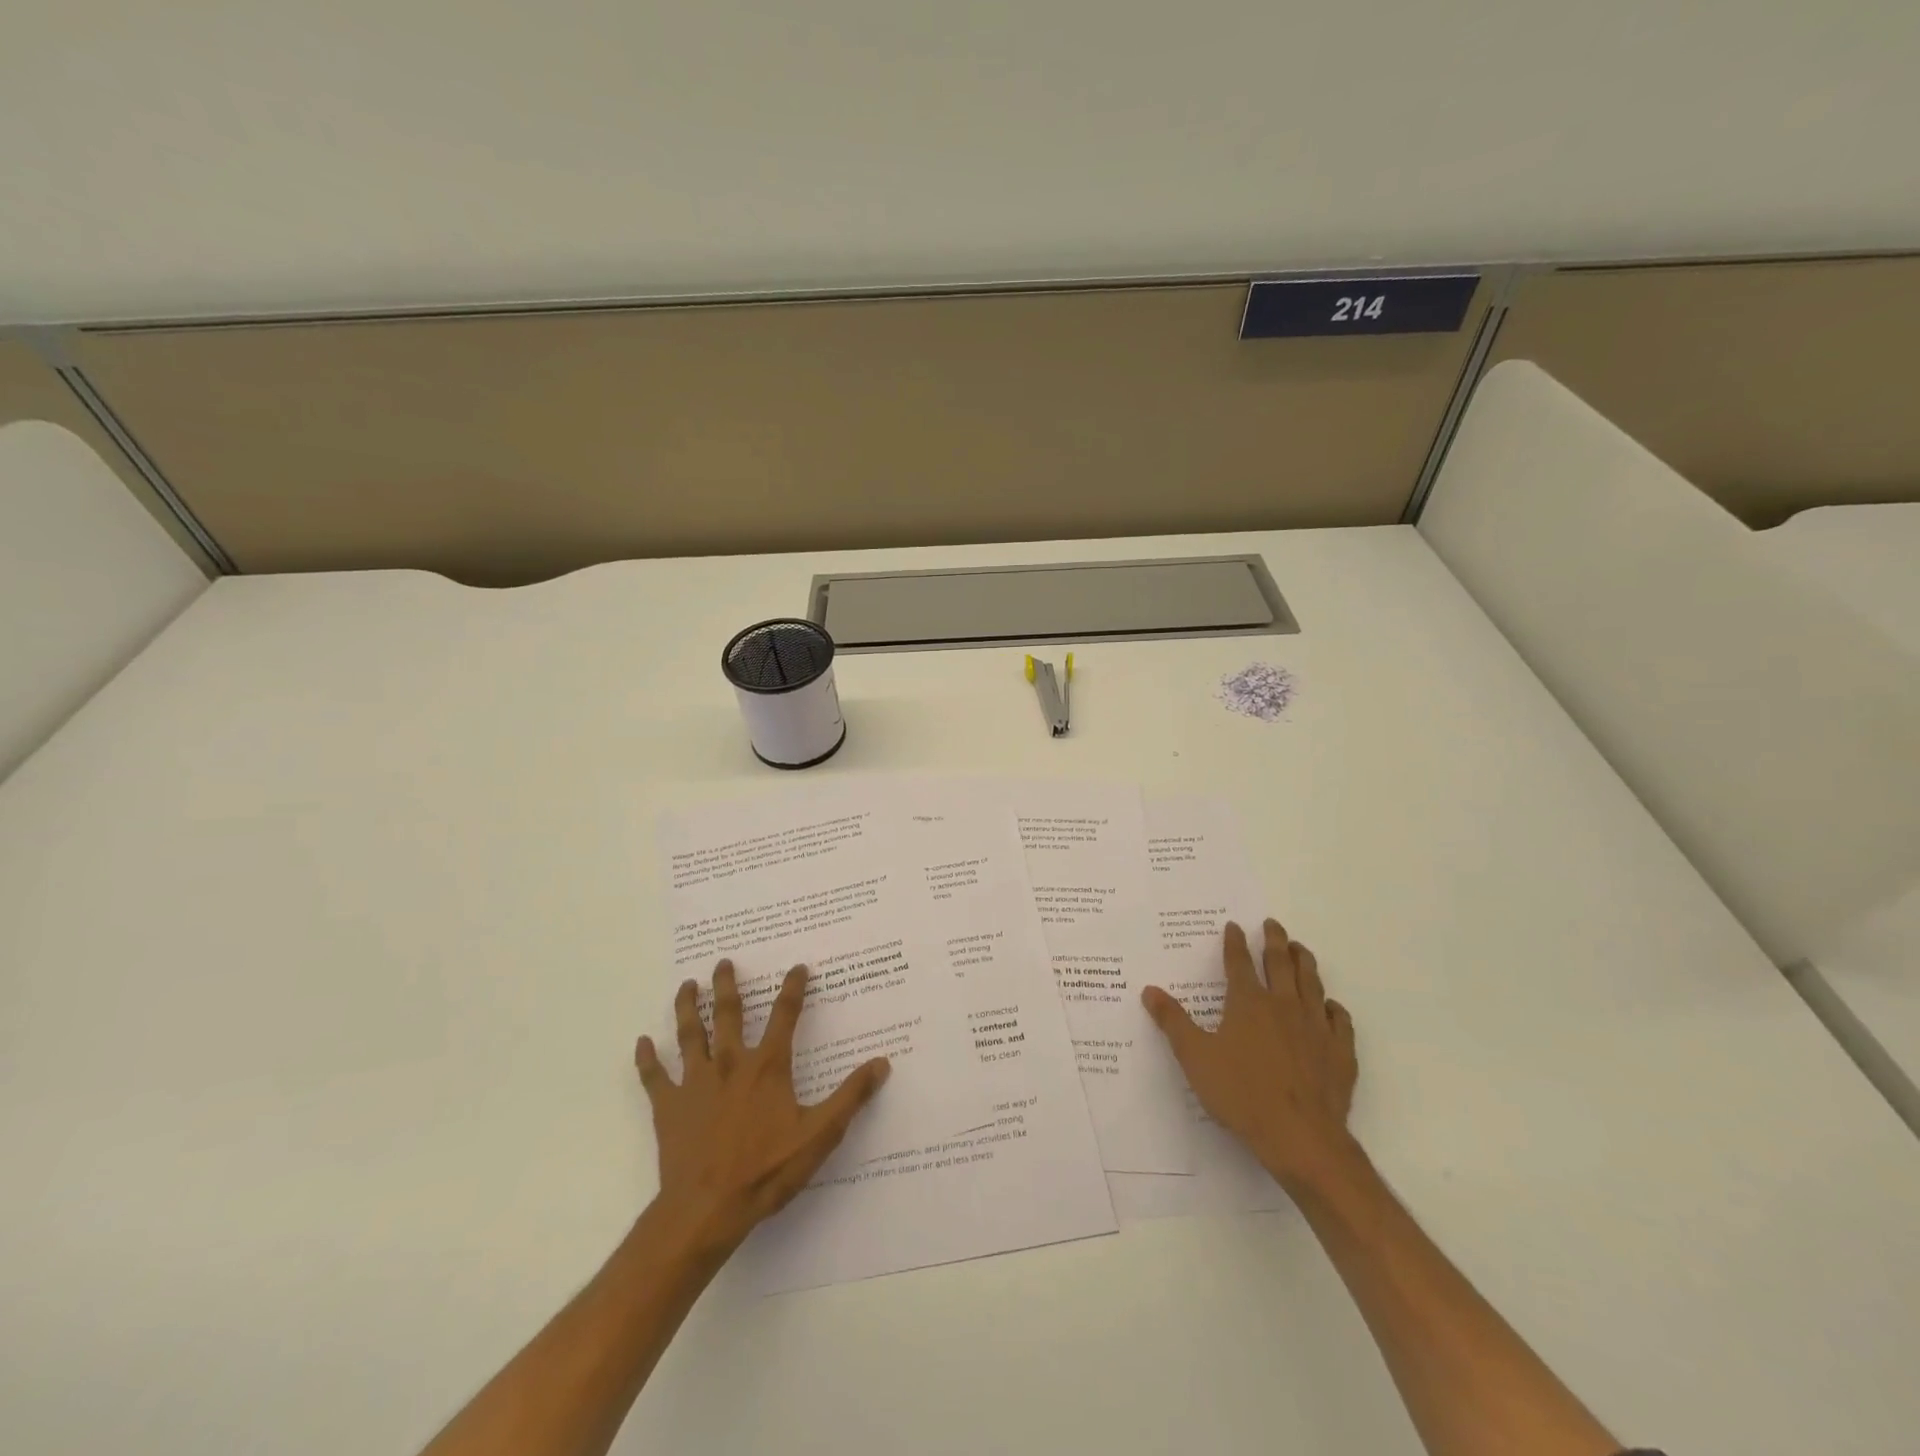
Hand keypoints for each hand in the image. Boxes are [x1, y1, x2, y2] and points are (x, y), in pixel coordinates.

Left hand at [635, 960, 889, 1260]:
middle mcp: (730, 1063)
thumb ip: (850, 1097)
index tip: (797, 967)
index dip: (793, 989)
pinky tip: (643, 1042)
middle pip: (728, 1014)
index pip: (784, 1016)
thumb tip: (881, 1063)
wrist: (706, 1209)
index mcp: (767, 1067)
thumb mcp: (819, 1135)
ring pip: (690, 1034)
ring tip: (687, 984)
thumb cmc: (766, 1170)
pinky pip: (654, 1076)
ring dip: (688, 1007)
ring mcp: (695, 1083)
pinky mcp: (669, 1107)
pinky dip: (648, 1058)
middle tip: (723, 962)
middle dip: (727, 985)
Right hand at [1143, 918, 1358, 1191]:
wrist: (1300, 1136)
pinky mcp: (1340, 1052)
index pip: (1239, 962)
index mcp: (1248, 1003)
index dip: (1235, 942)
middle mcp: (1283, 1005)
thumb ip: (1172, 1021)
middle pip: (1280, 964)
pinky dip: (1333, 1008)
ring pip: (1312, 984)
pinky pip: (1340, 1021)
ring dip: (1305, 962)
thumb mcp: (1195, 1057)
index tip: (1234, 925)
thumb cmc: (1241, 1093)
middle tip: (1273, 924)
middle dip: (1275, 941)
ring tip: (1301, 949)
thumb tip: (1149, 990)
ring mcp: (1316, 1027)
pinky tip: (1331, 1006)